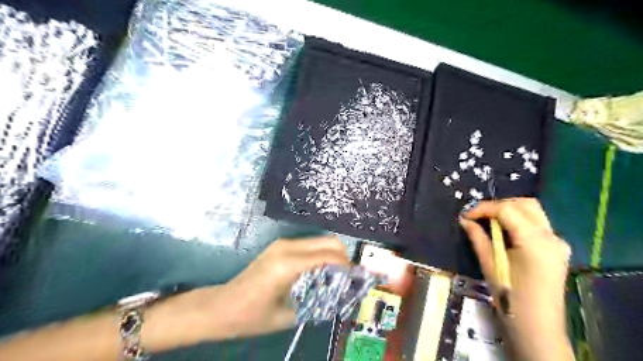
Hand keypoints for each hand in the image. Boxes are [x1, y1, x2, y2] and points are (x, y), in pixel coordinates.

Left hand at [194, 235, 350, 339]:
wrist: (222, 306)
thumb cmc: (251, 316)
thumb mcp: (287, 315)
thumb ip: (316, 302)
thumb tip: (340, 295)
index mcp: (288, 265)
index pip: (328, 255)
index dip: (347, 265)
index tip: (357, 277)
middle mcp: (287, 247)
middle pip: (327, 241)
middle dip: (343, 256)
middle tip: (348, 277)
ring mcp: (283, 243)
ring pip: (319, 240)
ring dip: (332, 254)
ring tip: (336, 275)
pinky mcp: (280, 246)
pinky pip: (309, 245)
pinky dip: (320, 254)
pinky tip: (320, 271)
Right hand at [457, 199, 571, 359]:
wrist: (537, 327)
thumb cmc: (511, 298)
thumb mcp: (490, 265)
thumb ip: (478, 238)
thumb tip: (464, 220)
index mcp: (535, 241)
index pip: (507, 210)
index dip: (484, 208)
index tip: (465, 215)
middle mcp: (551, 236)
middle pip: (525, 204)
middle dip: (498, 205)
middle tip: (478, 216)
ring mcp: (558, 242)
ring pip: (533, 211)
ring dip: (509, 210)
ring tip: (488, 221)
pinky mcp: (557, 249)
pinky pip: (537, 224)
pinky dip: (518, 220)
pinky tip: (504, 231)